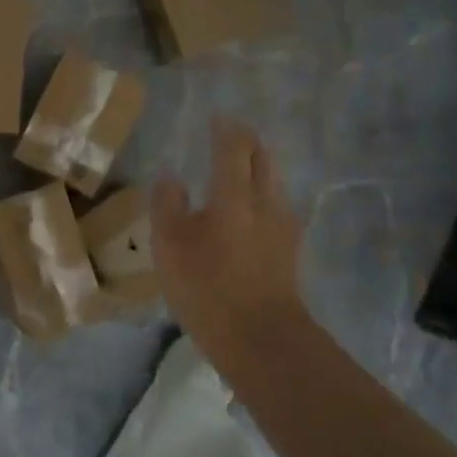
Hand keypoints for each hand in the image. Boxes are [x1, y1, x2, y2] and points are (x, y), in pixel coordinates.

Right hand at [152, 118, 315, 369]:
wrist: (261, 339)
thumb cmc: (207, 286)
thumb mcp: (170, 244)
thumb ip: (167, 204)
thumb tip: (170, 177)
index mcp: (234, 194)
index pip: (234, 146)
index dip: (226, 129)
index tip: (216, 118)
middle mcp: (265, 201)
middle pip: (262, 159)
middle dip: (247, 143)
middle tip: (230, 137)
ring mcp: (283, 227)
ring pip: (272, 184)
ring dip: (257, 170)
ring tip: (237, 172)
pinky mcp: (289, 251)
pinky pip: (275, 209)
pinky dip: (261, 197)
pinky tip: (249, 212)